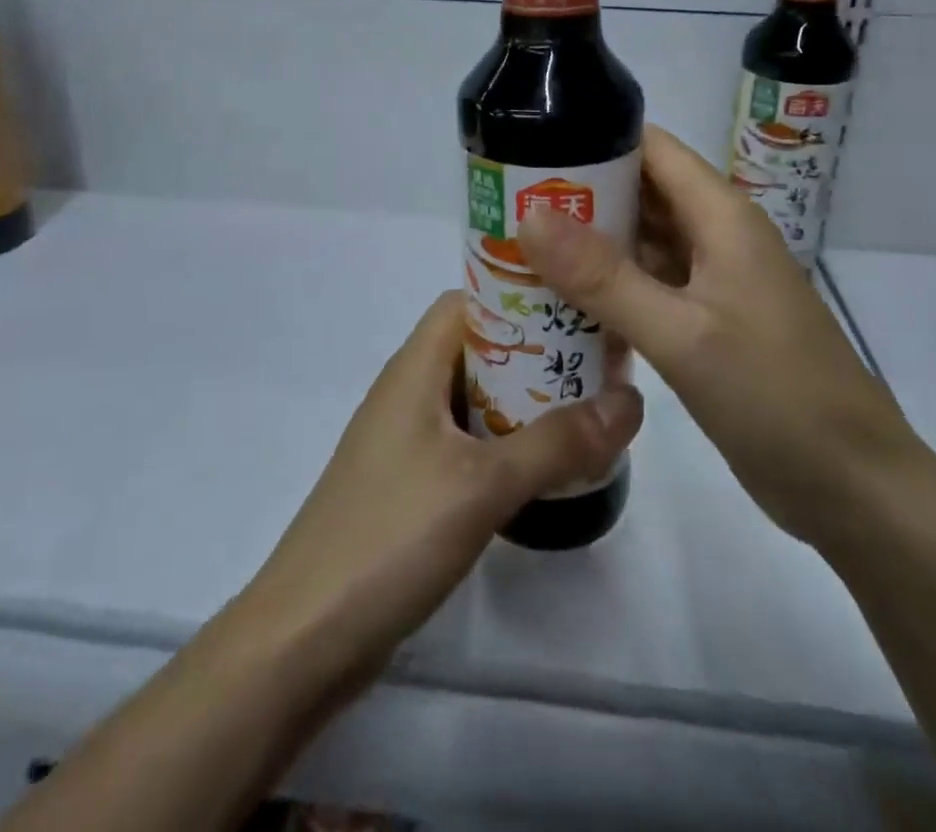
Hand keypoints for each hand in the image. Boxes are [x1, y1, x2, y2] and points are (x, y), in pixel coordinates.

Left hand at [235, 291, 642, 690]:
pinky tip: (546, 469)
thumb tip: (630, 399)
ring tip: (588, 411)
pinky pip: (468, 443)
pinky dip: (507, 444)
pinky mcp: (411, 486)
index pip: (468, 302)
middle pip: (478, 349)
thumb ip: (557, 443)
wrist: (305, 638)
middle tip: (599, 366)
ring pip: (476, 399)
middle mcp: (408, 393)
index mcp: (414, 369)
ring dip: (526, 402)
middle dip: (536, 352)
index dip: (520, 295)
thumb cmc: (390, 538)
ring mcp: (407, 442)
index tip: (578, 306)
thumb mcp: (482, 485)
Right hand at [516, 125, 921, 549]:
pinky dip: (607, 288)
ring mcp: (713, 282)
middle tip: (504, 207)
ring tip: (516, 248)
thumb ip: (604, 276)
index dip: (592, 140)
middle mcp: (716, 236)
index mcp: (721, 215)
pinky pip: (647, 287)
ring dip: (588, 244)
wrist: (853, 488)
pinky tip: (559, 302)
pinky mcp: (706, 323)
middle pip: (640, 193)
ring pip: (641, 243)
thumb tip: (530, 214)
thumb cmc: (775, 397)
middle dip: (578, 196)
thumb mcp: (681, 334)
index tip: (528, 150)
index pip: (650, 148)